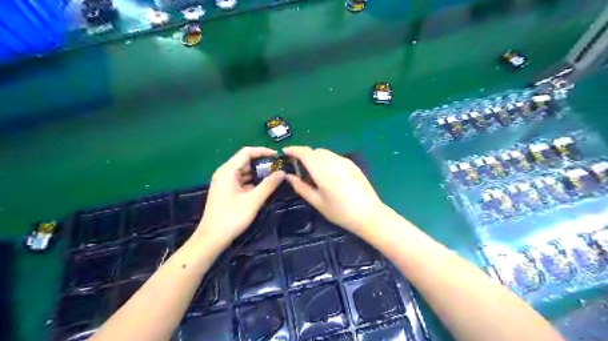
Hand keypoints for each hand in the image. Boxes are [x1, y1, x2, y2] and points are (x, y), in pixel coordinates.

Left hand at [197, 146, 287, 247]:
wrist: (212, 238)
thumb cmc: (232, 217)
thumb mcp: (253, 200)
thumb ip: (268, 185)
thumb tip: (282, 172)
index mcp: (228, 171)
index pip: (247, 152)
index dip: (263, 151)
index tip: (277, 156)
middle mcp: (225, 173)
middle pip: (245, 161)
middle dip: (262, 163)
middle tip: (278, 168)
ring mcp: (225, 182)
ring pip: (244, 171)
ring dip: (258, 173)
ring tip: (274, 176)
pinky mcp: (227, 191)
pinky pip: (242, 181)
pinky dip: (253, 181)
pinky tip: (264, 187)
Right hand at [284, 145, 383, 234]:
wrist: (368, 214)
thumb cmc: (340, 212)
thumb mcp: (317, 202)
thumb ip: (301, 187)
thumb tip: (289, 176)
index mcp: (323, 171)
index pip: (305, 153)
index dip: (293, 150)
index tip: (285, 151)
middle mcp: (333, 161)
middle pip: (315, 151)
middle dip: (304, 155)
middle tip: (298, 166)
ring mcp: (345, 161)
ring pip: (325, 153)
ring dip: (315, 157)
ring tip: (313, 171)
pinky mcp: (352, 164)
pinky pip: (334, 157)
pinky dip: (326, 160)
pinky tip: (328, 173)